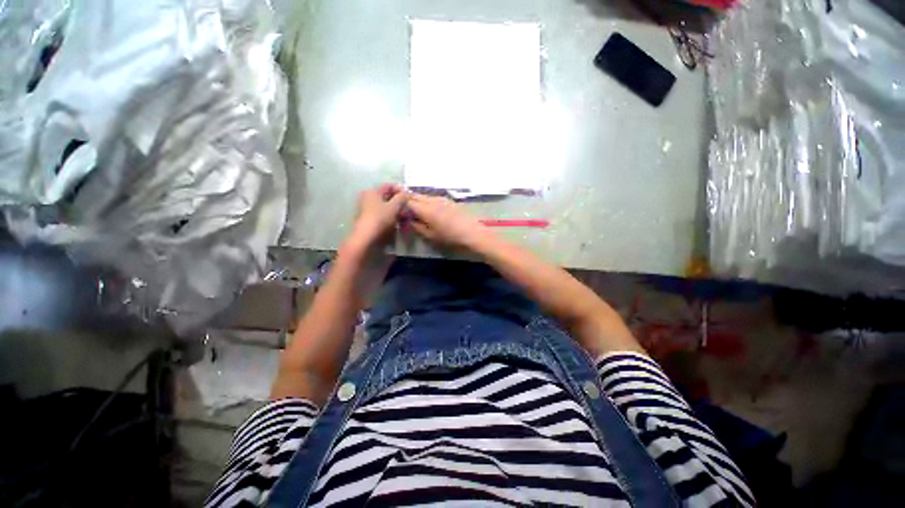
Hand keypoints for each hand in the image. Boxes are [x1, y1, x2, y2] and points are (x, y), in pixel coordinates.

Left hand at [346, 184, 407, 252]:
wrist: (367, 236)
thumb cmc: (380, 218)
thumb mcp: (394, 206)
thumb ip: (401, 198)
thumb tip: (405, 193)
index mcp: (372, 191)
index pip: (388, 186)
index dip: (400, 189)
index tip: (409, 196)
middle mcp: (368, 197)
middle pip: (386, 196)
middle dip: (398, 200)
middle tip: (407, 206)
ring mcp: (367, 208)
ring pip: (385, 205)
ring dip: (396, 209)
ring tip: (404, 215)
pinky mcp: (369, 218)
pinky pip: (382, 212)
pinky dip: (390, 215)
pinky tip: (397, 220)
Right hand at [406, 193, 495, 250]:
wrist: (473, 233)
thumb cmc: (450, 238)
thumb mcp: (430, 236)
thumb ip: (417, 226)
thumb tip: (408, 218)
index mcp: (426, 209)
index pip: (407, 201)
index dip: (400, 205)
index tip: (397, 212)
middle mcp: (432, 200)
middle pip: (415, 195)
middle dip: (407, 200)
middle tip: (403, 209)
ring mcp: (442, 198)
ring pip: (424, 195)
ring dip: (417, 200)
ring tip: (415, 210)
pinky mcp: (449, 200)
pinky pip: (433, 197)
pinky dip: (427, 201)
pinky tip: (429, 209)